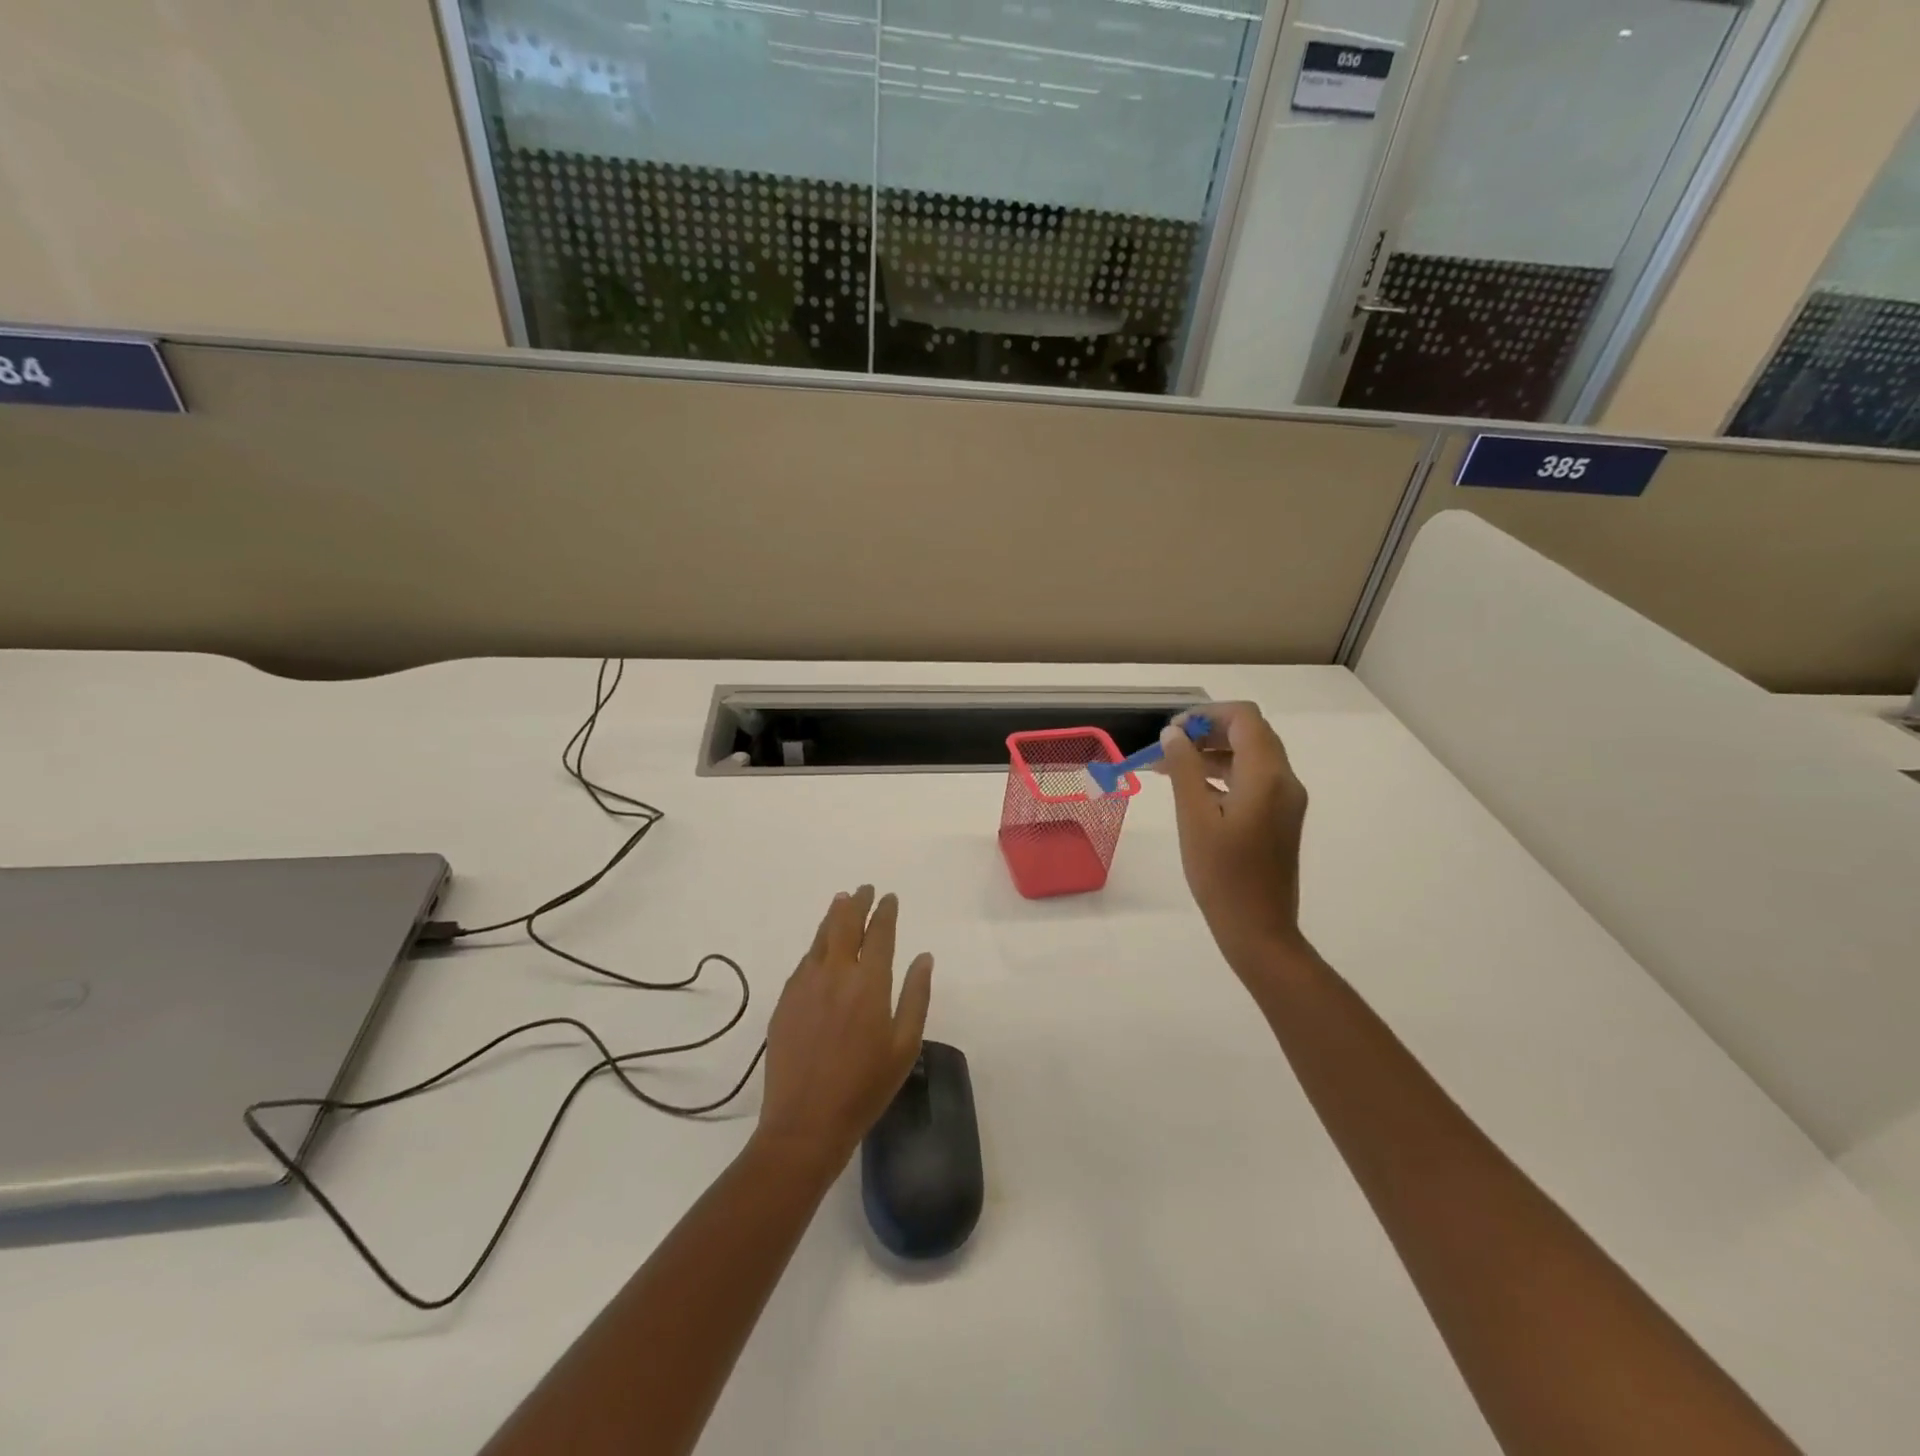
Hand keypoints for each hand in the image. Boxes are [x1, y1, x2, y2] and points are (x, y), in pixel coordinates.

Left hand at [754, 886, 933, 1174]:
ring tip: (842, 902)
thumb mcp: (904, 1045)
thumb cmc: (865, 1087)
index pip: (879, 933)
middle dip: (857, 903)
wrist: (806, 1122)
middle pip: (846, 924)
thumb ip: (916, 996)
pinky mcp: (785, 1000)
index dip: (885, 912)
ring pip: (821, 937)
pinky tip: (821, 947)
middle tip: (865, 890)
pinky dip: (817, 945)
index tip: (889, 898)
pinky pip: (805, 960)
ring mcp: (805, 985)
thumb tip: (924, 957)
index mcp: (869, 983)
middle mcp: (835, 974)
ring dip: (834, 916)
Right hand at [1159, 703, 1311, 971]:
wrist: (1259, 929)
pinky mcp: (1280, 817)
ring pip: (1251, 756)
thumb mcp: (1195, 818)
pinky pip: (1253, 779)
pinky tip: (1193, 789)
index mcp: (1267, 776)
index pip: (1244, 718)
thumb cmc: (1221, 875)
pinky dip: (1224, 773)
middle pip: (1250, 733)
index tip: (1173, 731)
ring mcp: (1286, 800)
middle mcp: (1285, 780)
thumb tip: (1174, 734)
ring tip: (1170, 767)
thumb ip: (1185, 769)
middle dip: (1208, 731)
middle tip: (1168, 746)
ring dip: (1213, 752)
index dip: (1207, 714)